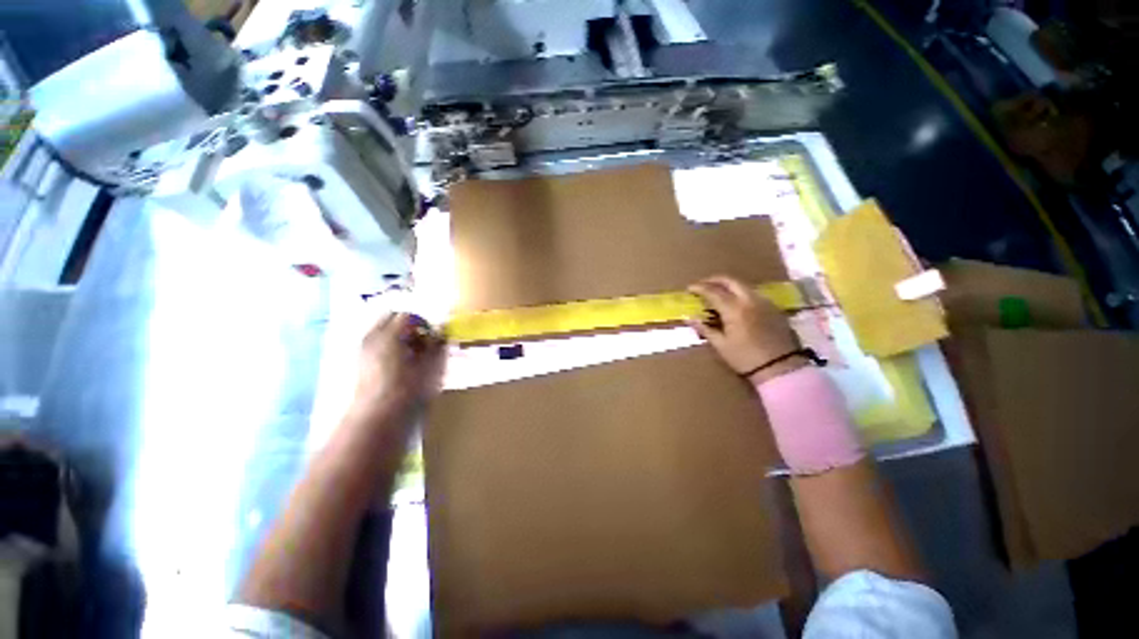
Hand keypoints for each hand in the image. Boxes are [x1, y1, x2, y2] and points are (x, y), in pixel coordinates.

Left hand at [352, 313, 446, 421]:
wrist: (379, 419)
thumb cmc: (410, 389)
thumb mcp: (432, 365)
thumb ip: (438, 344)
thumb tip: (442, 332)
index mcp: (390, 333)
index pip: (408, 315)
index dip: (424, 323)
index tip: (434, 337)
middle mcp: (372, 337)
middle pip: (390, 319)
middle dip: (408, 326)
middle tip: (423, 342)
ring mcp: (363, 351)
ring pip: (382, 332)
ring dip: (399, 337)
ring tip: (414, 355)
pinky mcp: (360, 365)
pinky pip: (377, 346)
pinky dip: (390, 349)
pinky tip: (402, 366)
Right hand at [688, 275, 802, 383]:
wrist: (780, 368)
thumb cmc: (745, 358)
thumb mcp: (721, 345)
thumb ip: (704, 328)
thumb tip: (689, 318)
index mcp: (734, 309)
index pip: (713, 291)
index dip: (699, 288)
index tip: (689, 288)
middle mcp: (750, 300)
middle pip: (730, 281)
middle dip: (714, 280)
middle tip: (702, 285)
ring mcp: (764, 302)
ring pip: (743, 285)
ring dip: (728, 285)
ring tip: (717, 293)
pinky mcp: (774, 308)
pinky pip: (753, 293)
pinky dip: (740, 293)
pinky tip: (735, 303)